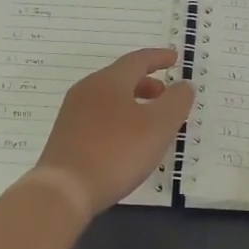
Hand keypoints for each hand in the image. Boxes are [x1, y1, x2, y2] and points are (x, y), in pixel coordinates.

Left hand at [31, 48, 195, 216]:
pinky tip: (127, 141)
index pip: (138, 60)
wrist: (64, 190)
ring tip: (150, 121)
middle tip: (165, 94)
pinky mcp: (66, 136)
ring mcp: (73, 113)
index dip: (159, 58)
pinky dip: (119, 118)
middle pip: (121, 77)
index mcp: (109, 81)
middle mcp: (88, 90)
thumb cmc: (117, 152)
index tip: (175, 58)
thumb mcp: (159, 126)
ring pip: (109, 98)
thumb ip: (176, 102)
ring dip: (133, 102)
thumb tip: (184, 85)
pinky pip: (99, 116)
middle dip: (147, 83)